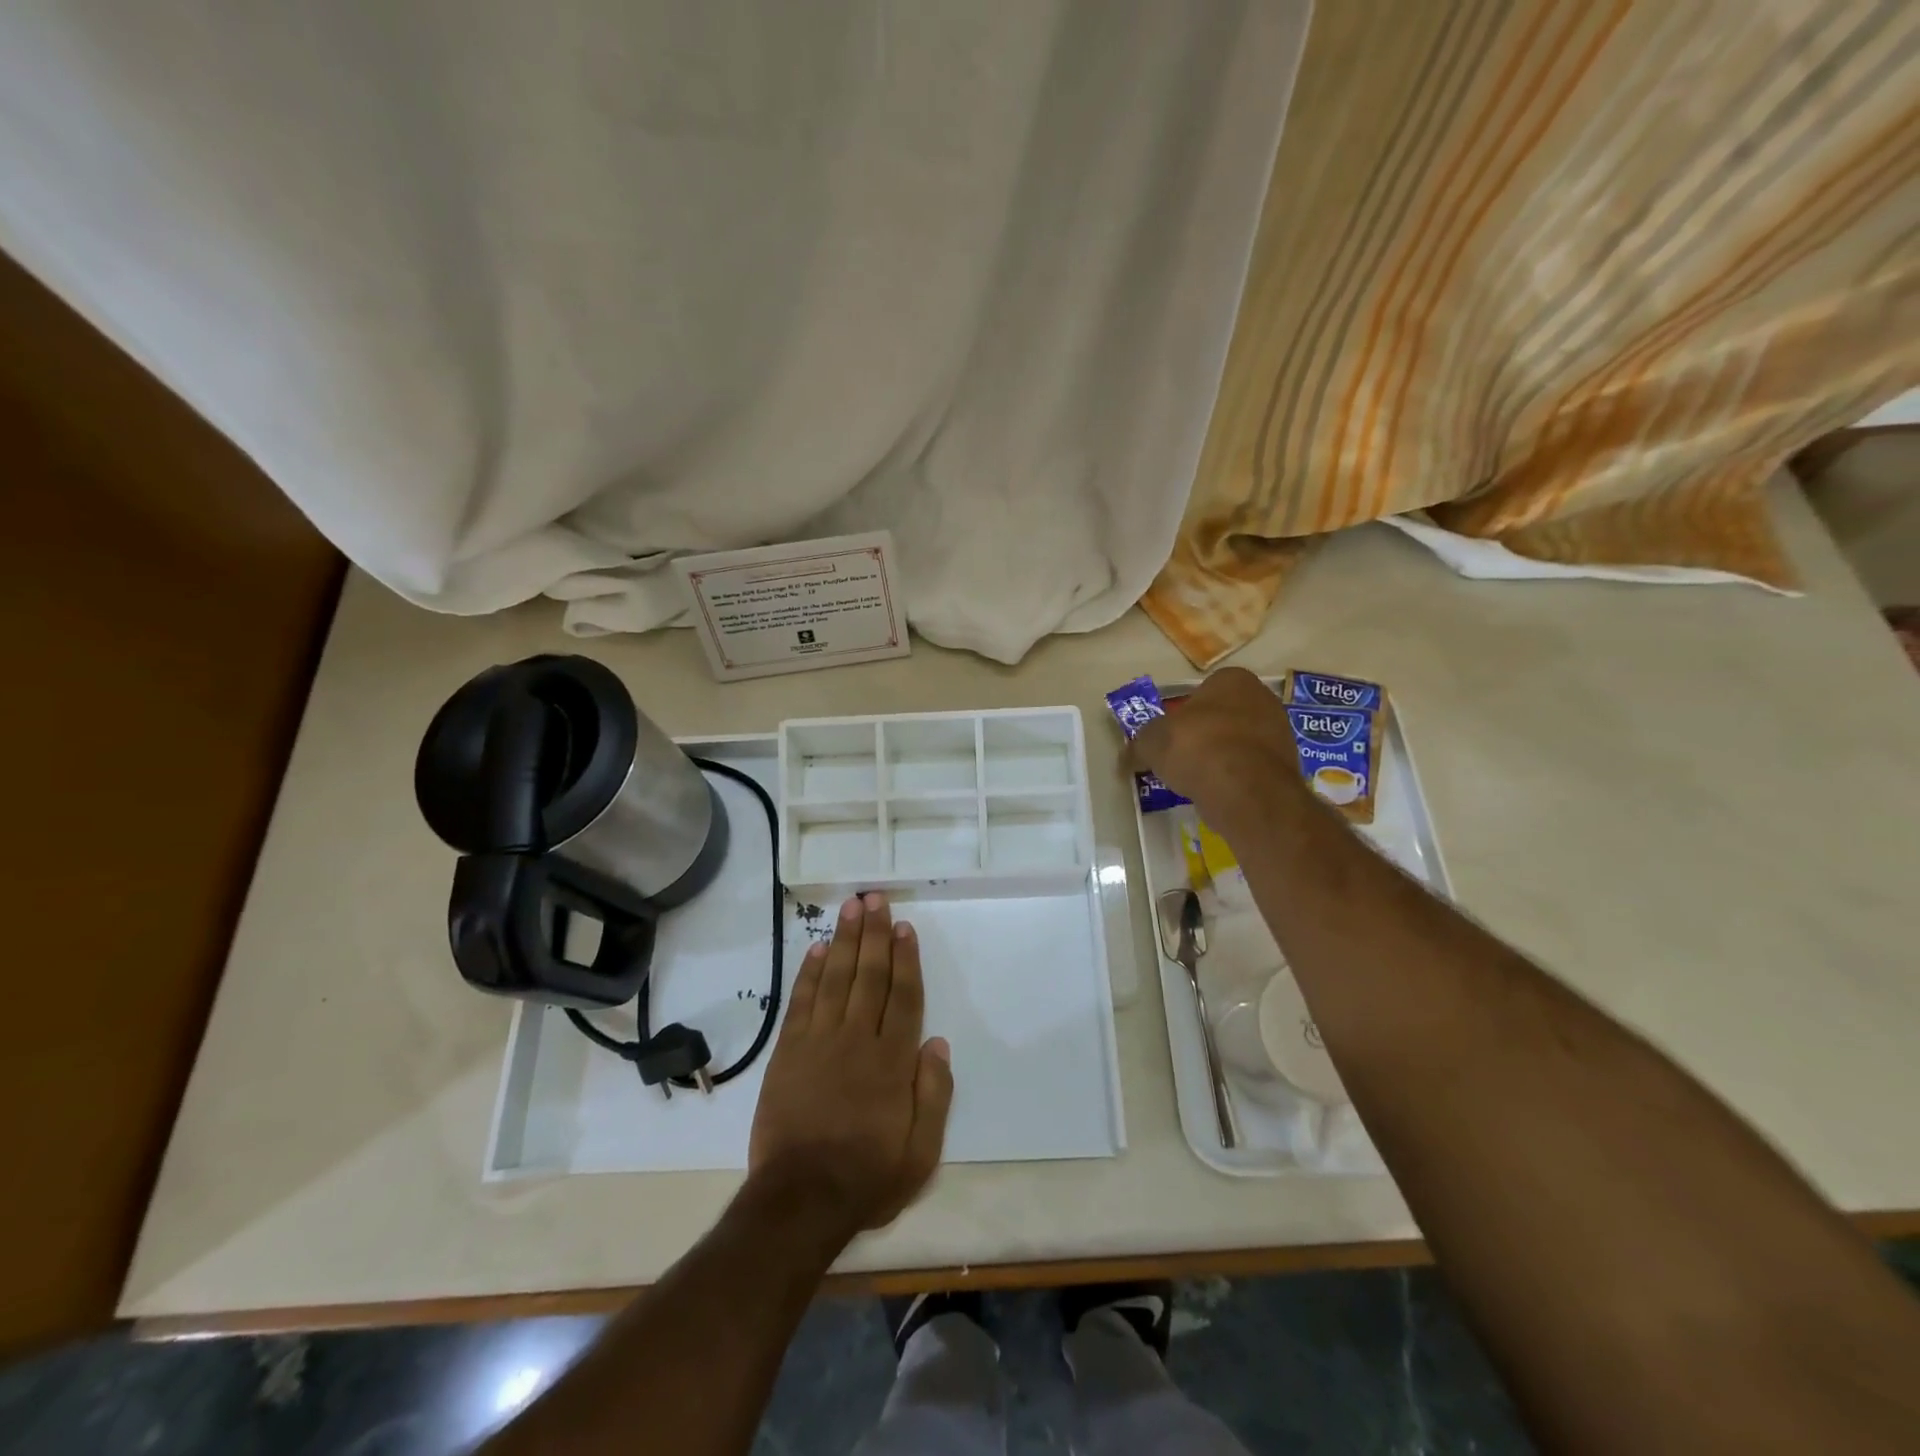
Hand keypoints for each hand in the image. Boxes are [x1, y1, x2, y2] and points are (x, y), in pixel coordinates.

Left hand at [748, 892, 953, 1239]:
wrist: (799, 1200)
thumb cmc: (867, 1176)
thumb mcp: (921, 1152)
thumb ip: (934, 1094)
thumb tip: (938, 1043)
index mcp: (892, 1061)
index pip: (903, 996)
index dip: (906, 958)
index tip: (904, 927)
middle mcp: (857, 1039)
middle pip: (869, 975)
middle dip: (874, 934)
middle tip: (874, 898)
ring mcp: (819, 1042)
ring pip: (837, 978)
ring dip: (846, 940)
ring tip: (851, 907)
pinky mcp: (789, 1051)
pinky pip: (802, 1001)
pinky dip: (810, 972)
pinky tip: (818, 948)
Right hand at [1124, 667, 1307, 831]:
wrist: (1244, 788)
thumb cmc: (1196, 747)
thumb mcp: (1151, 742)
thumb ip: (1139, 744)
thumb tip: (1126, 756)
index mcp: (1232, 679)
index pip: (1203, 690)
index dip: (1184, 713)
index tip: (1171, 736)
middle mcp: (1263, 698)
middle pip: (1224, 715)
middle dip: (1205, 734)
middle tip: (1182, 758)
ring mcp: (1280, 732)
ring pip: (1240, 742)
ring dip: (1222, 757)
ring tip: (1199, 780)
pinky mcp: (1288, 766)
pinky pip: (1252, 768)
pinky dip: (1236, 778)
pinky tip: (1220, 793)